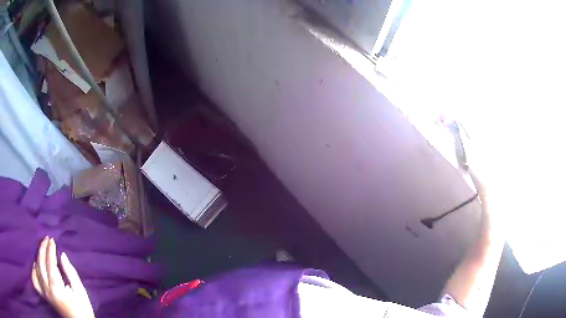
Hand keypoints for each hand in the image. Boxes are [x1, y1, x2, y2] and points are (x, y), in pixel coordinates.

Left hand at [31, 237, 94, 317]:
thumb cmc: (83, 309)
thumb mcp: (81, 292)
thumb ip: (71, 273)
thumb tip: (62, 255)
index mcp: (57, 289)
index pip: (50, 264)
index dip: (51, 250)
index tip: (52, 240)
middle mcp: (48, 289)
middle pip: (41, 264)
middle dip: (43, 249)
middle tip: (46, 239)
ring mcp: (44, 293)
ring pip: (36, 270)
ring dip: (37, 257)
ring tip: (41, 249)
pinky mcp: (44, 296)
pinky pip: (34, 280)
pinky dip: (33, 270)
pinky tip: (36, 264)